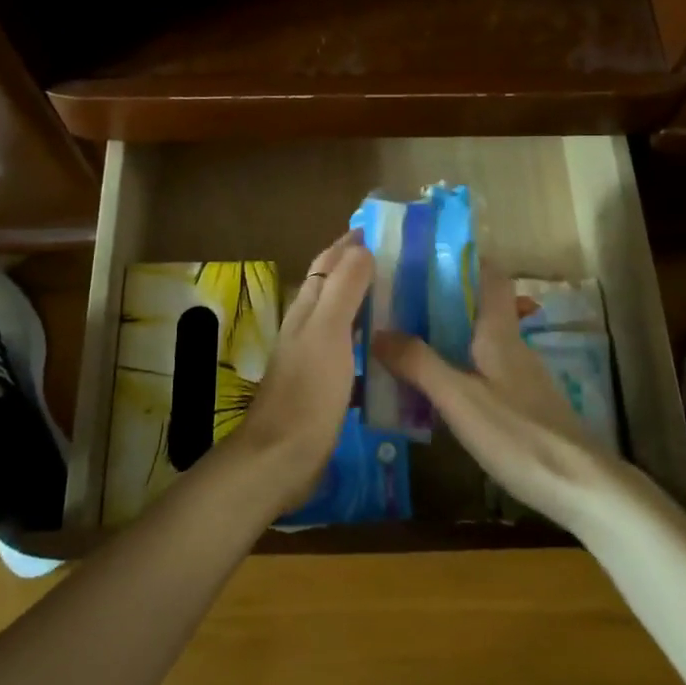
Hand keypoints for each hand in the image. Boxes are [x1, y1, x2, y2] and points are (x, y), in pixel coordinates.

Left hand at [230, 232, 374, 509]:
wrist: (283, 455)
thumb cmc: (308, 390)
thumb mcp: (328, 332)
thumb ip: (343, 289)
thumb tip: (361, 248)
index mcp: (306, 309)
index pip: (326, 264)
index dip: (348, 245)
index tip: (378, 229)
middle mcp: (307, 328)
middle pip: (332, 288)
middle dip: (359, 269)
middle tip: (400, 261)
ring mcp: (314, 358)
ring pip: (341, 318)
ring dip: (365, 304)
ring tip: (402, 298)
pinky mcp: (324, 386)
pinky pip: (350, 350)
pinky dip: (368, 340)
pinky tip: (389, 349)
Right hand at [372, 264, 618, 530]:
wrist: (581, 487)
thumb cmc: (518, 434)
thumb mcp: (459, 398)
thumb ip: (419, 364)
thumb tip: (379, 331)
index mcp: (500, 333)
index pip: (490, 277)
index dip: (463, 260)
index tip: (423, 255)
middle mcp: (512, 346)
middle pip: (479, 308)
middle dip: (440, 300)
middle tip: (396, 301)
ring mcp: (521, 377)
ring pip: (478, 341)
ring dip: (445, 335)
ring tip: (404, 340)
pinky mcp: (523, 405)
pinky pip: (482, 370)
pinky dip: (456, 366)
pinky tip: (434, 387)